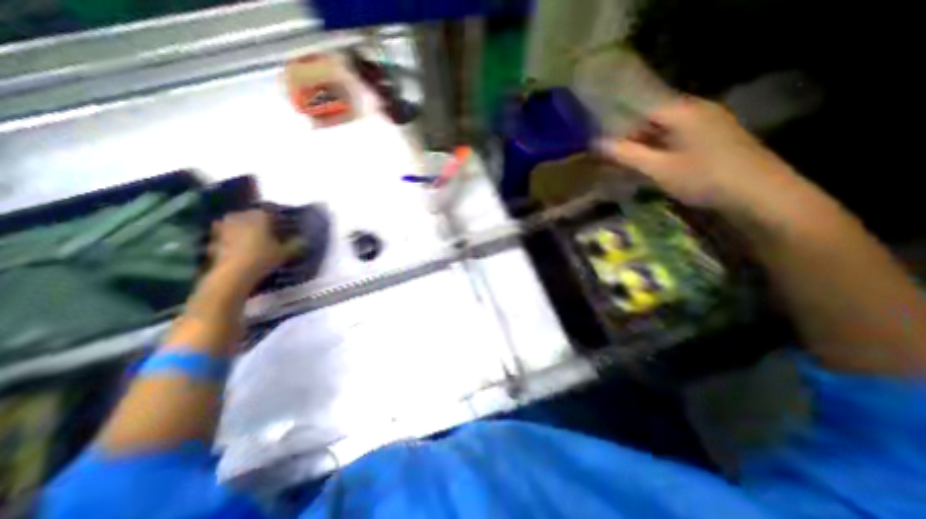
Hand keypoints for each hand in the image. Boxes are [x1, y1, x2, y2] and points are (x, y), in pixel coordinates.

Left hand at [210, 208, 295, 284]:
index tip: (285, 227)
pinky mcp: (213, 238)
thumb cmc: (263, 258)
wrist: (233, 274)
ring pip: (239, 225)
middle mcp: (240, 215)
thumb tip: (305, 241)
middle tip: (271, 234)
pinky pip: (228, 236)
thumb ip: (296, 245)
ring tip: (256, 242)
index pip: (272, 212)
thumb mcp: (285, 252)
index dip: (279, 219)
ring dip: (246, 231)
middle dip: (261, 224)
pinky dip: (234, 241)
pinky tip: (241, 250)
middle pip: (253, 217)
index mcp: (260, 214)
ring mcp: (224, 226)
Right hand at [601, 95, 795, 211]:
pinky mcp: (716, 138)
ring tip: (630, 163)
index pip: (643, 108)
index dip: (621, 124)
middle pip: (654, 118)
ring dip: (646, 144)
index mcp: (684, 111)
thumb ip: (627, 154)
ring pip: (667, 129)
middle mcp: (698, 110)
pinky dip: (662, 148)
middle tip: (614, 156)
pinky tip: (655, 164)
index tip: (605, 142)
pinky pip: (680, 137)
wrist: (761, 193)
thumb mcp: (659, 168)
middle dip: (632, 136)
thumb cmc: (704, 177)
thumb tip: (597, 144)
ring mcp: (710, 123)